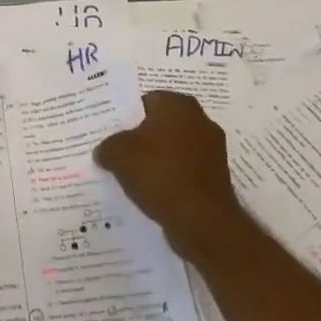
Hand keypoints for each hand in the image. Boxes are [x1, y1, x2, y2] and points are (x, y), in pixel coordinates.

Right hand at [94, 90, 253, 260]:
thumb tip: (104, 151)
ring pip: (173, 148)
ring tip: (132, 175)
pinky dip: (170, 176)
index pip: (145, 101)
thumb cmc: (158, 173)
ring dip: (156, 158)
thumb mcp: (117, 154)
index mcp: (178, 104)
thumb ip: (107, 146)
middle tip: (118, 152)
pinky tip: (153, 190)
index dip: (125, 117)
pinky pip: (184, 169)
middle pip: (161, 125)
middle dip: (141, 137)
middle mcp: (200, 119)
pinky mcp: (216, 175)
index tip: (111, 133)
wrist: (201, 219)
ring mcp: (212, 148)